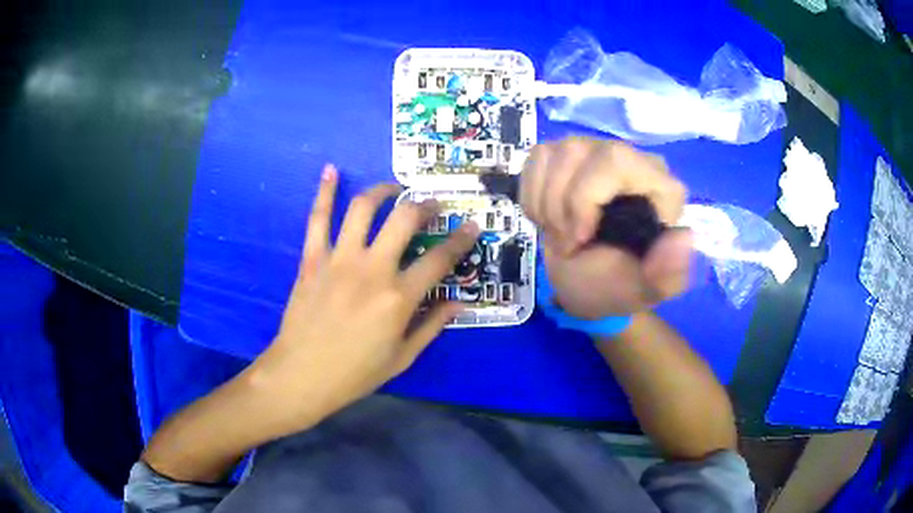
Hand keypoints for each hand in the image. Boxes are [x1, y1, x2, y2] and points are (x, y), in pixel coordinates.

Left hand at [250, 164, 478, 423]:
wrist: (301, 375)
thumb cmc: (354, 373)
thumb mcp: (402, 357)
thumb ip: (432, 326)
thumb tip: (459, 303)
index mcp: (398, 298)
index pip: (439, 259)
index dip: (461, 240)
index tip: (472, 226)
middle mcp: (372, 269)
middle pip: (404, 220)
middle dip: (425, 206)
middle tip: (433, 205)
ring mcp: (339, 260)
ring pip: (363, 209)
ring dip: (383, 191)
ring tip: (394, 189)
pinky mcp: (312, 259)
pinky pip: (318, 219)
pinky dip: (324, 192)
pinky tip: (331, 170)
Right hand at [521, 137, 690, 317]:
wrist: (582, 283)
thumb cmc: (614, 285)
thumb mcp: (644, 291)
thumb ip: (669, 273)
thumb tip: (684, 235)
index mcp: (658, 186)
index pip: (617, 161)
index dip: (586, 198)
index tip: (581, 239)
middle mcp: (630, 158)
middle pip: (578, 151)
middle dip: (561, 203)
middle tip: (566, 242)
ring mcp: (595, 152)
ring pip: (554, 152)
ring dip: (545, 204)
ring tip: (559, 233)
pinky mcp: (566, 155)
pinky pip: (537, 157)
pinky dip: (532, 195)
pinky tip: (548, 217)